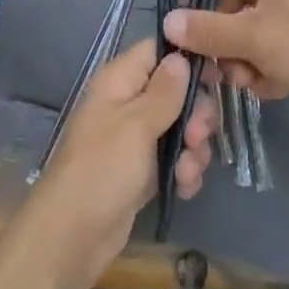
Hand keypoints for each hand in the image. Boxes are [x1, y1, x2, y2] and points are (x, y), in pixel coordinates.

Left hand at [15, 38, 217, 288]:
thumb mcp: (137, 124)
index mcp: (119, 81)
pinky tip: (184, 187)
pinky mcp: (142, 171)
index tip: (216, 77)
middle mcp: (127, 104)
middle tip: (198, 136)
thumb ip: (164, 91)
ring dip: (193, 149)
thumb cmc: (102, 170)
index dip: (187, 59)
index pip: (157, 50)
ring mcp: (135, 139)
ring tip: (187, 171)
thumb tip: (180, 56)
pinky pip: (174, 159)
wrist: (72, 238)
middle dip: (195, 114)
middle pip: (176, 91)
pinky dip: (183, 172)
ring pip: (180, 128)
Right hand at [162, 0, 288, 137]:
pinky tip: (272, 89)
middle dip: (225, 41)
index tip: (190, 33)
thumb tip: (167, 21)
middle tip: (217, 68)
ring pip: (253, 35)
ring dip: (244, 60)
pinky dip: (267, 70)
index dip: (205, 1)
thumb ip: (207, 30)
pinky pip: (274, 52)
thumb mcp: (253, 38)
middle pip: (237, 7)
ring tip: (249, 82)